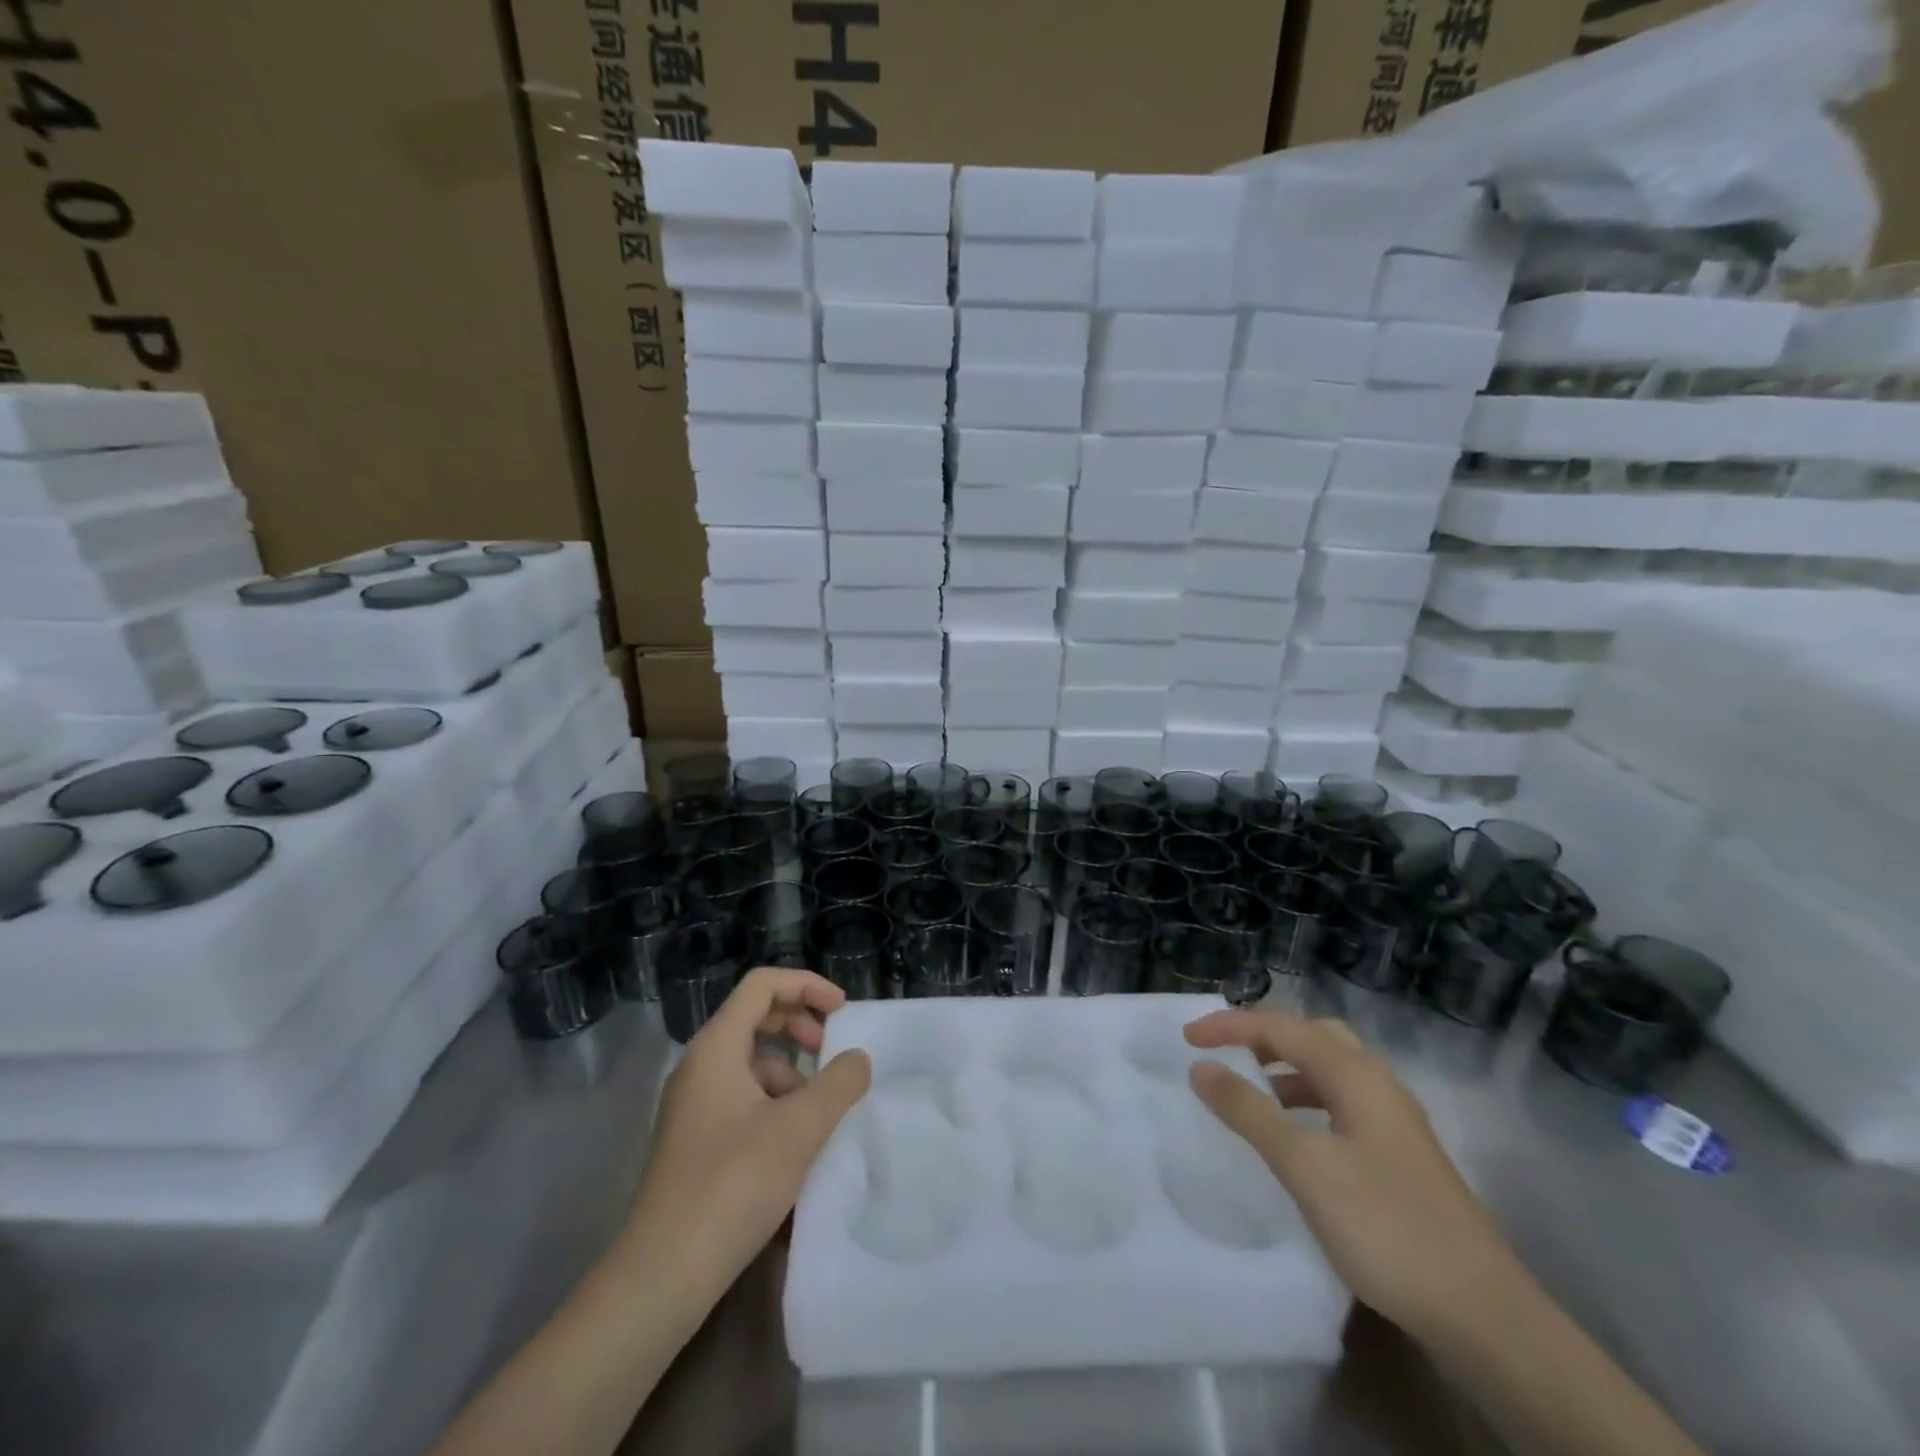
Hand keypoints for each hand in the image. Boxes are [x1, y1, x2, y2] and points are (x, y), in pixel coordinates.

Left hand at [624, 967, 870, 1306]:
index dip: (806, 985)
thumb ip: (839, 1083)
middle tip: (832, 1051)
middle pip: (755, 1019)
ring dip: (791, 1073)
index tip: (843, 1010)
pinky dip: (774, 1105)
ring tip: (819, 1114)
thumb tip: (857, 1060)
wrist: (663, 1275)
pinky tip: (795, 1146)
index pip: (762, 985)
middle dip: (800, 1026)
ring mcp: (693, 1106)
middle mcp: (700, 1067)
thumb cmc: (733, 1184)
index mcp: (716, 1048)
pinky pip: (742, 1099)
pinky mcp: (696, 1142)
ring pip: (751, 1064)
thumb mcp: (800, 1128)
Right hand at [1184, 1007, 1525, 1344]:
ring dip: (1285, 1068)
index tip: (1186, 1038)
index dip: (1230, 1025)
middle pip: (1312, 1035)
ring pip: (1330, 1069)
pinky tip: (1295, 1135)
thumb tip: (1201, 1066)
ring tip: (1250, 1089)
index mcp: (1356, 1073)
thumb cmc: (1385, 1225)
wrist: (1483, 1315)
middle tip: (1224, 1051)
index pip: (1281, 1026)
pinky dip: (1306, 1100)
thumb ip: (1248, 1110)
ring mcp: (1395, 1120)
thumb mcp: (1304, 1165)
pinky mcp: (1401, 1155)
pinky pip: (1341, 1102)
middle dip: (1264, 1035)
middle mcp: (1378, 1083)